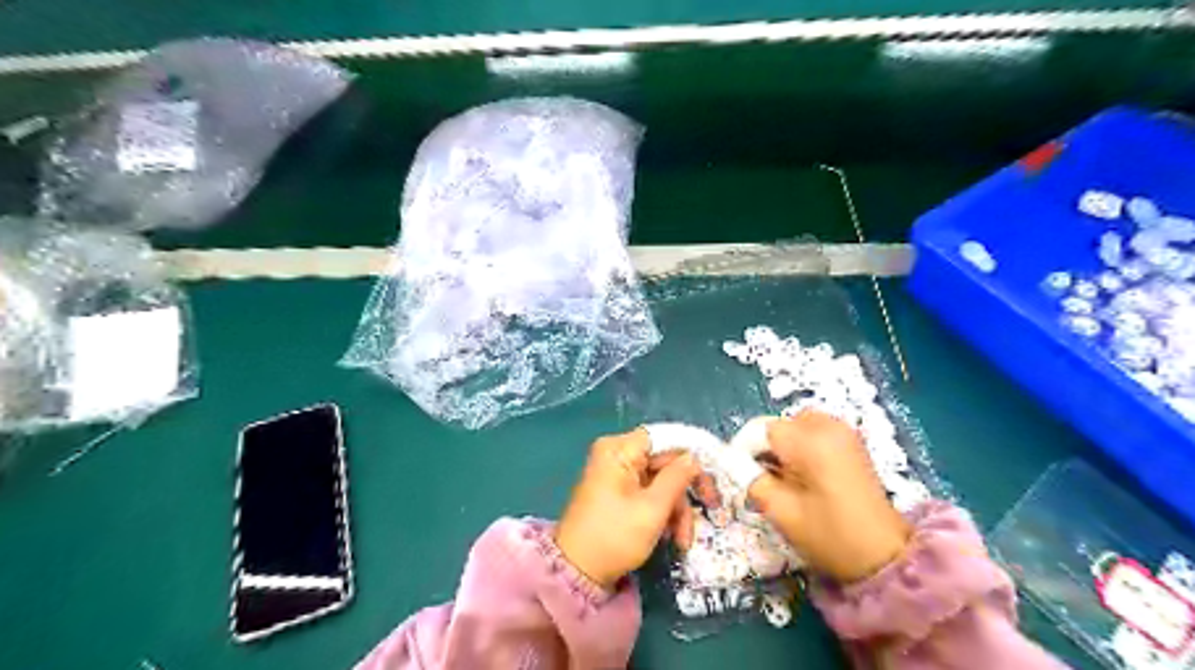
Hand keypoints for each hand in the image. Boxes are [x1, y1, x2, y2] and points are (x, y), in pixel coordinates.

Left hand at [557, 433, 702, 587]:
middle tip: (710, 510)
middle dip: (684, 493)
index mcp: (619, 449)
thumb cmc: (614, 537)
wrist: (577, 573)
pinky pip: (649, 493)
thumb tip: (695, 458)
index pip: (665, 438)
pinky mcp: (618, 492)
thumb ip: (677, 478)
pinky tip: (670, 538)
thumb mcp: (653, 509)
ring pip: (661, 481)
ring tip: (682, 540)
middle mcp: (616, 454)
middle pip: (665, 462)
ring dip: (676, 509)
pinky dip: (662, 513)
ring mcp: (616, 474)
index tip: (714, 472)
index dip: (692, 453)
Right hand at [750, 411, 910, 582]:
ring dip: (783, 446)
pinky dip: (802, 446)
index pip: (760, 430)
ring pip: (795, 426)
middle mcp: (827, 426)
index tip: (739, 474)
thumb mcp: (780, 510)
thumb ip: (751, 479)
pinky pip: (814, 431)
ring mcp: (843, 431)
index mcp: (809, 441)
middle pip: (779, 426)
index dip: (744, 450)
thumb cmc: (829, 535)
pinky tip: (805, 474)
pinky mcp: (852, 441)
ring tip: (784, 478)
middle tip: (762, 479)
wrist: (884, 555)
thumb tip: (733, 461)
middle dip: (765, 448)